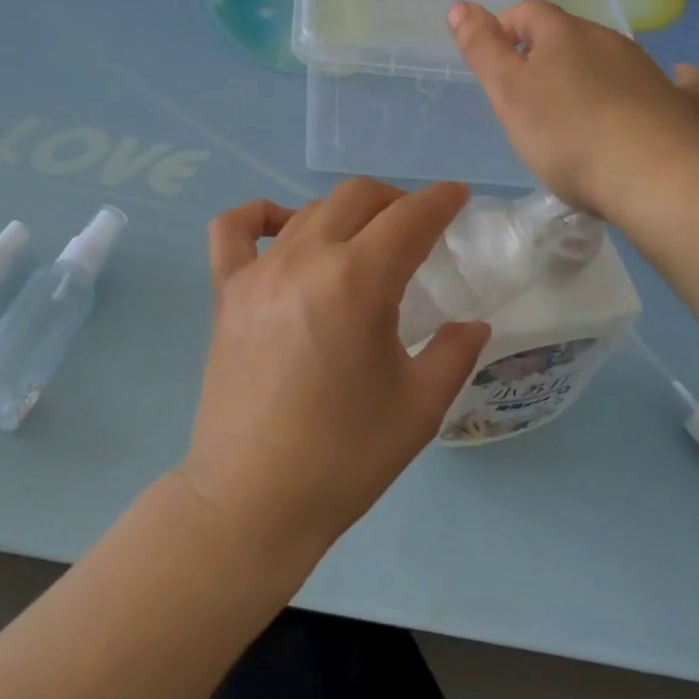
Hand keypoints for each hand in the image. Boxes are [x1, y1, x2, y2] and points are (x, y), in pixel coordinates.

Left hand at [178, 181, 491, 575]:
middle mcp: (305, 258)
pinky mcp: (226, 291)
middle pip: (357, 197)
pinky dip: (260, 215)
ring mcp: (258, 271)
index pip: (409, 217)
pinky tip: (282, 229)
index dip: (440, 200)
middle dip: (396, 200)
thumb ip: (454, 353)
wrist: (253, 502)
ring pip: (309, 210)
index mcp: (357, 282)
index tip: (457, 197)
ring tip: (364, 241)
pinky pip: (233, 230)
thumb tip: (472, 325)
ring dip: (346, 214)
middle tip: (417, 227)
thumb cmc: (344, 457)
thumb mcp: (420, 408)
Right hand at [447, 0, 698, 219]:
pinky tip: (667, 86)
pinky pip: (672, 81)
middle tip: (528, 99)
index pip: (527, 12)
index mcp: (563, 34)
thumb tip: (461, 5)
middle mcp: (608, 40)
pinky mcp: (678, 102)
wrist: (654, 179)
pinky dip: (663, 81)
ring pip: (611, 57)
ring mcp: (648, 69)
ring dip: (590, 72)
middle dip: (545, 55)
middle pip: (568, 34)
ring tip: (576, 113)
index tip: (495, 63)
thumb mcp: (508, 93)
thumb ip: (482, 49)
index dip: (505, 29)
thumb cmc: (566, 136)